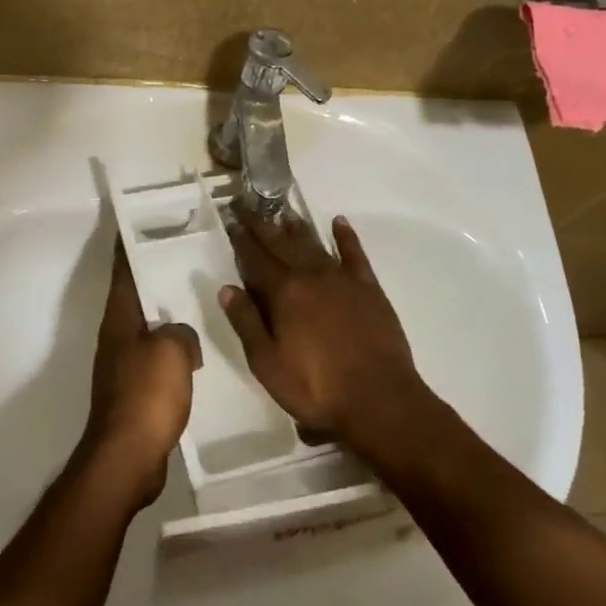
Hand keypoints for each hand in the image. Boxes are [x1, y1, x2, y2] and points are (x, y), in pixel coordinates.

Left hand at [82, 240, 200, 505]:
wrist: (129, 455)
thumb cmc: (147, 394)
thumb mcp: (172, 350)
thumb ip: (180, 330)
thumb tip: (180, 336)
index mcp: (119, 319)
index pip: (124, 271)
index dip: (129, 245)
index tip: (138, 223)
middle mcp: (116, 337)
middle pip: (134, 297)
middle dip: (154, 276)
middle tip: (185, 256)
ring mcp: (123, 365)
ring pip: (147, 327)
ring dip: (166, 314)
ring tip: (197, 299)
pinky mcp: (134, 391)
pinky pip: (156, 357)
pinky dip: (173, 348)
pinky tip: (196, 350)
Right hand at [219, 211, 433, 464]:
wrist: (379, 400)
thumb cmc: (315, 387)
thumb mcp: (267, 363)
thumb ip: (246, 322)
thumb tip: (227, 288)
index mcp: (284, 293)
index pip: (256, 259)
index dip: (242, 240)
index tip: (232, 220)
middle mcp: (311, 276)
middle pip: (282, 244)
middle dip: (263, 225)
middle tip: (249, 206)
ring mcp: (343, 280)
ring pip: (314, 245)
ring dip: (297, 228)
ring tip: (283, 212)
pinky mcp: (369, 288)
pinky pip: (355, 254)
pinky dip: (346, 237)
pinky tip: (339, 223)